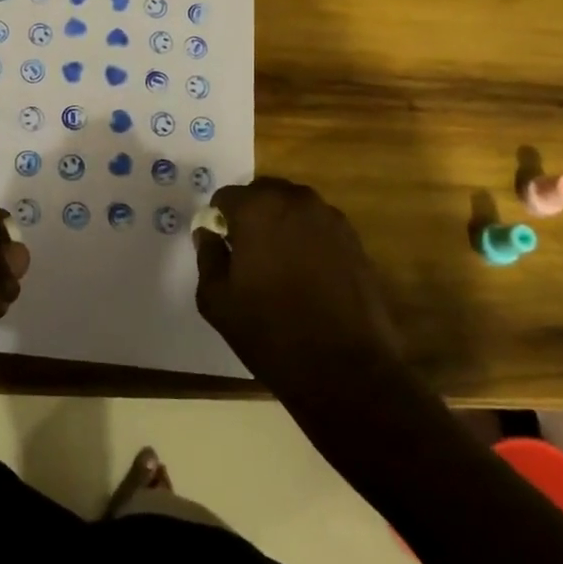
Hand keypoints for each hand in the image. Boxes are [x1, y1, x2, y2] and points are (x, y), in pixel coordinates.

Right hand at [194, 177, 401, 396]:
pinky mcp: (354, 239)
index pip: (226, 197)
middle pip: (262, 194)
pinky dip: (308, 240)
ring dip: (281, 225)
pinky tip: (308, 275)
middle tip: (249, 254)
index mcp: (256, 208)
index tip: (222, 248)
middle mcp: (295, 200)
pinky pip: (319, 227)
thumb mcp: (217, 299)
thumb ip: (208, 256)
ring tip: (280, 266)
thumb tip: (209, 233)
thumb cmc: (270, 332)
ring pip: (293, 208)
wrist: (345, 369)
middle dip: (251, 216)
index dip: (220, 221)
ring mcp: (330, 218)